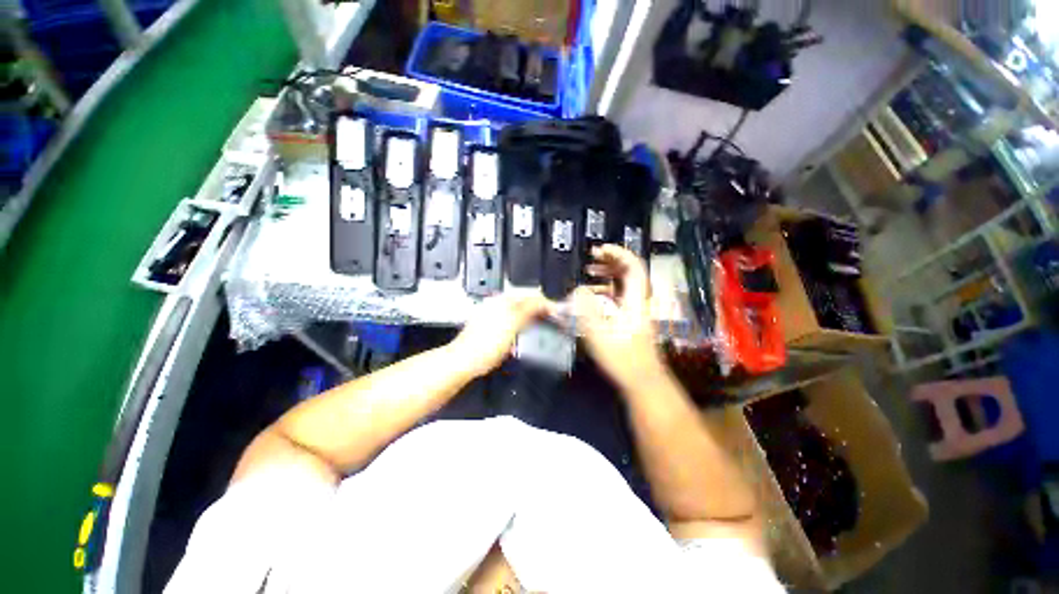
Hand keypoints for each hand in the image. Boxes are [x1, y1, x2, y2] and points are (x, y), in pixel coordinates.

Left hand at [449, 293, 554, 377]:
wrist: (464, 361)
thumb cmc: (485, 345)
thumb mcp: (512, 325)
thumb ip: (529, 310)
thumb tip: (544, 301)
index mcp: (503, 301)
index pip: (530, 295)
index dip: (546, 303)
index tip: (557, 314)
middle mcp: (497, 304)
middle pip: (525, 302)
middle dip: (540, 310)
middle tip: (552, 322)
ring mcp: (494, 315)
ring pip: (519, 312)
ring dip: (532, 318)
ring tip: (541, 328)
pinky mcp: (492, 327)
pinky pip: (512, 321)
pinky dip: (521, 326)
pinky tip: (523, 335)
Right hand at [571, 245, 665, 389]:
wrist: (641, 380)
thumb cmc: (623, 358)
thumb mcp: (599, 333)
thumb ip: (586, 310)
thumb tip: (578, 290)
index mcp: (635, 300)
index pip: (634, 267)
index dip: (619, 254)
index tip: (599, 250)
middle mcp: (637, 301)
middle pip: (629, 272)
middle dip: (611, 261)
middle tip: (591, 258)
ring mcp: (633, 310)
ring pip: (623, 284)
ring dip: (607, 274)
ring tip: (589, 271)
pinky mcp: (628, 319)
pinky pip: (617, 296)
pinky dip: (605, 289)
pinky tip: (592, 294)